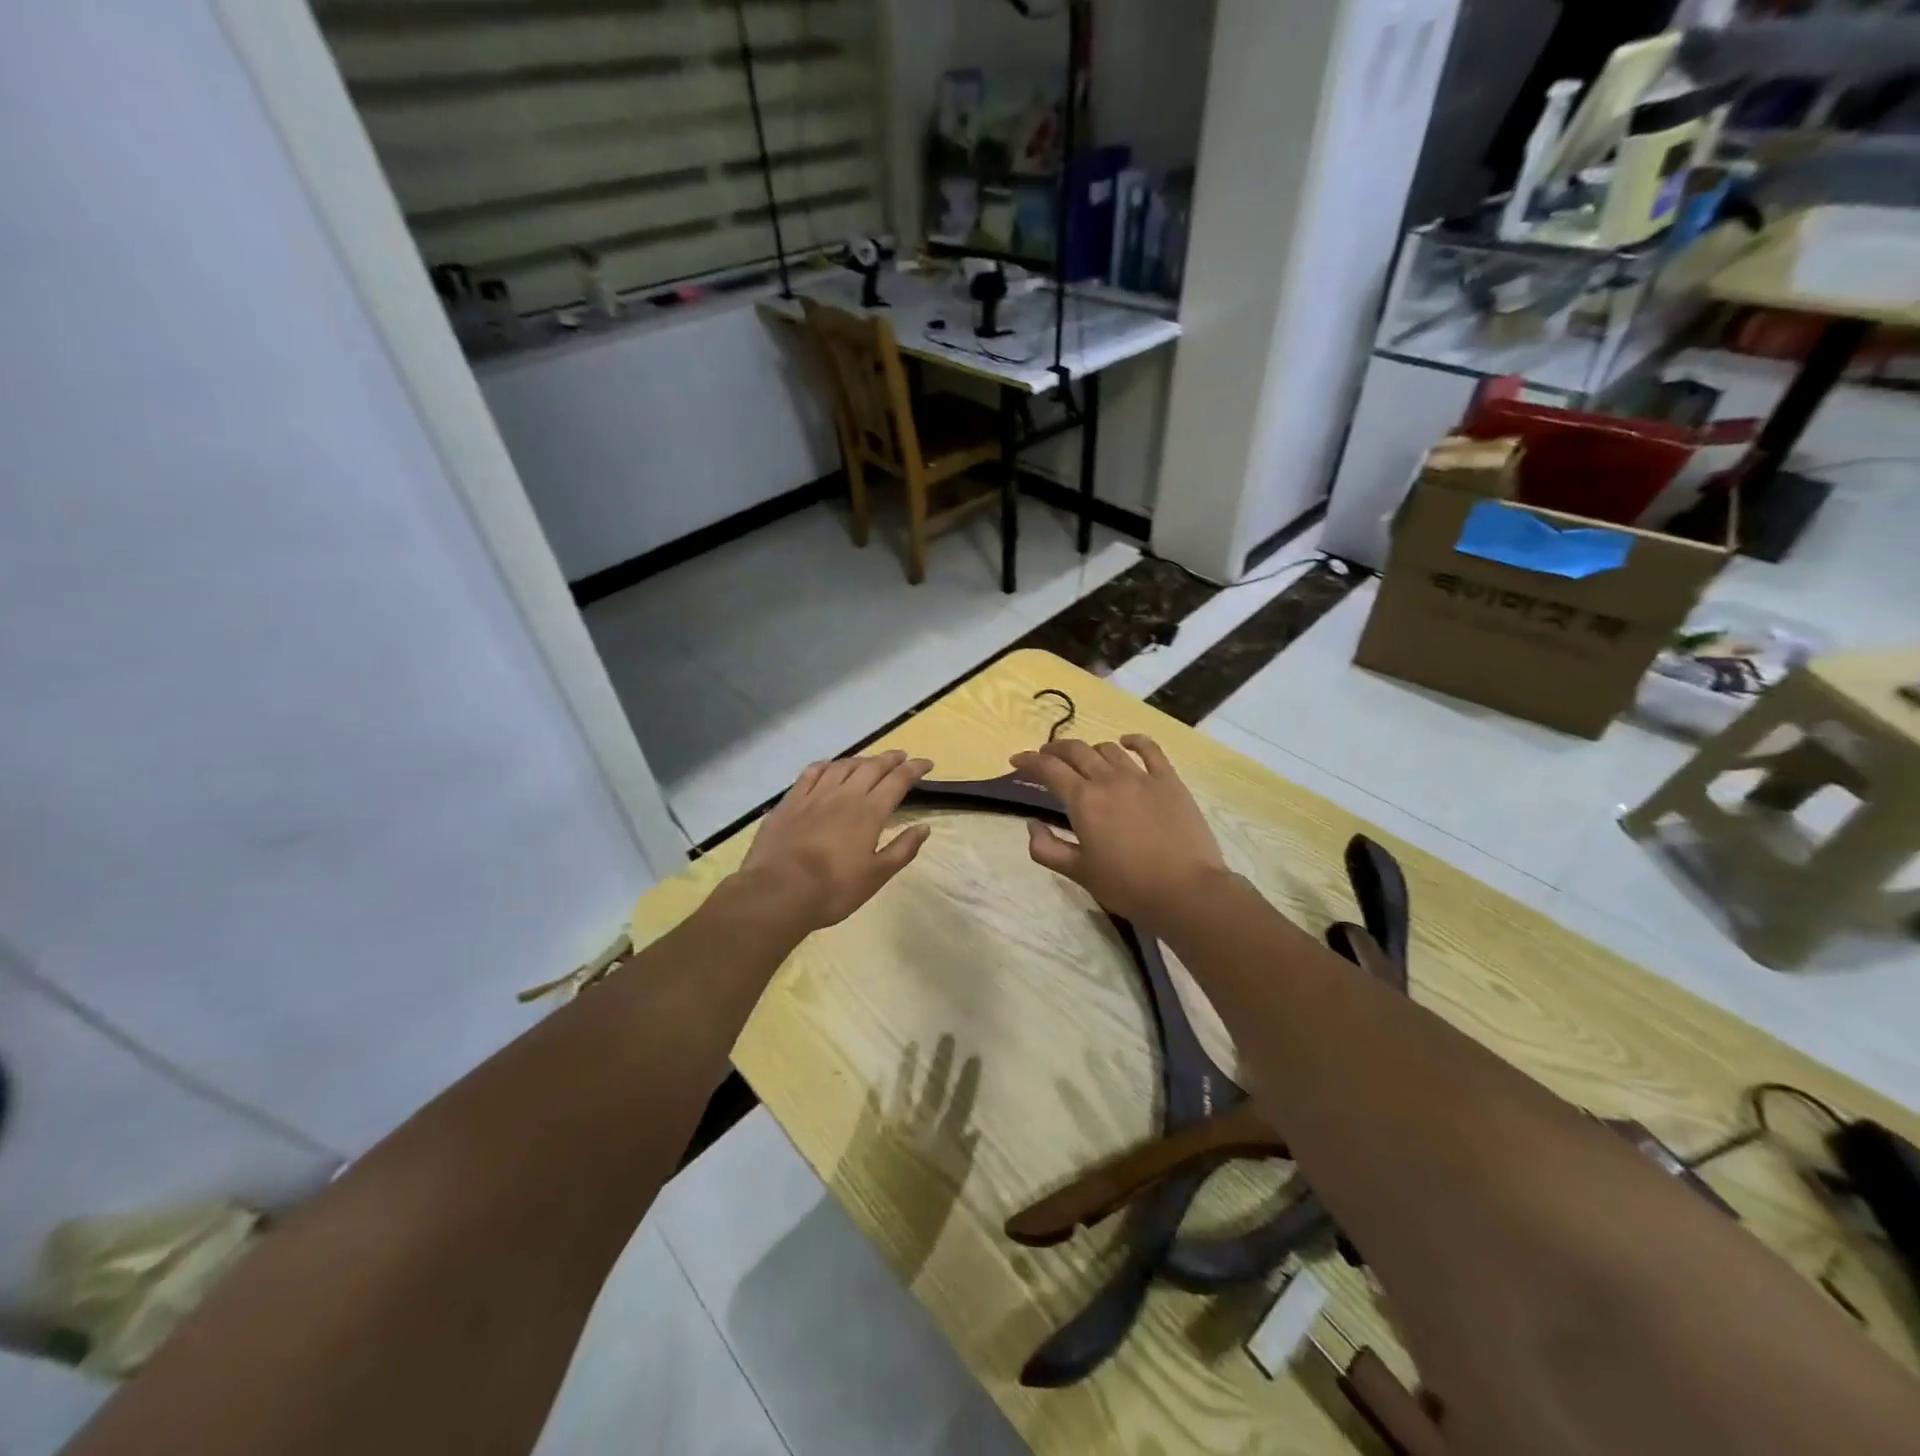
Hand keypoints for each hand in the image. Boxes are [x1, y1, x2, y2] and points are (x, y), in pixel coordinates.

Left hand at [738, 750, 933, 932]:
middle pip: (872, 767)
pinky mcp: (790, 801)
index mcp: (870, 812)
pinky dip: (826, 765)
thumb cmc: (834, 889)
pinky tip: (829, 767)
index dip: (914, 769)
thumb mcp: (877, 876)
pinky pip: (811, 773)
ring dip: (860, 760)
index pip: (898, 780)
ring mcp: (815, 795)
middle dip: (890, 759)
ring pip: (842, 766)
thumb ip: (903, 849)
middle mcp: (845, 795)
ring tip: (869, 762)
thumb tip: (924, 828)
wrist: (779, 891)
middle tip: (902, 757)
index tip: (927, 763)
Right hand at [1009, 736, 1228, 934]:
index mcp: (1083, 800)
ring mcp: (1141, 776)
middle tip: (1046, 757)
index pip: (1049, 769)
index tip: (1016, 761)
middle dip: (1055, 750)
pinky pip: (1149, 749)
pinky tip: (1126, 742)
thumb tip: (1032, 824)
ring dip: (1090, 749)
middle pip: (1076, 750)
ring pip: (1108, 749)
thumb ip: (1047, 848)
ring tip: (1084, 759)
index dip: (1029, 761)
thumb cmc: (1127, 886)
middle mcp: (1109, 779)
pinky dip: (1134, 741)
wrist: (1185, 890)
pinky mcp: (1169, 780)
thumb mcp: (1078, 873)